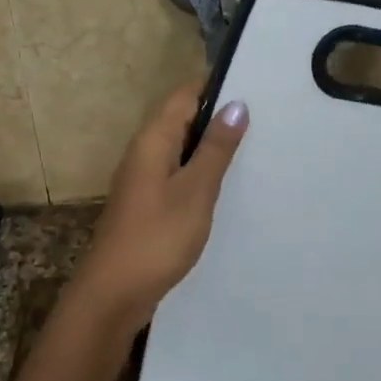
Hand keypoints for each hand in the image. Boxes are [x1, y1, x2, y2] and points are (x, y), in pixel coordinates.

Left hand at [69, 82, 248, 332]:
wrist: (115, 294)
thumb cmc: (157, 237)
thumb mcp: (195, 190)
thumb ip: (215, 148)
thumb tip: (236, 104)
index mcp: (153, 140)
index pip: (184, 95)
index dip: (216, 87)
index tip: (256, 87)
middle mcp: (144, 152)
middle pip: (182, 119)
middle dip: (218, 117)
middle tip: (266, 119)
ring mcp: (143, 180)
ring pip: (181, 149)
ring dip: (211, 147)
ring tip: (255, 148)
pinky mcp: (147, 205)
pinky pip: (177, 175)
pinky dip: (200, 173)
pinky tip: (225, 186)